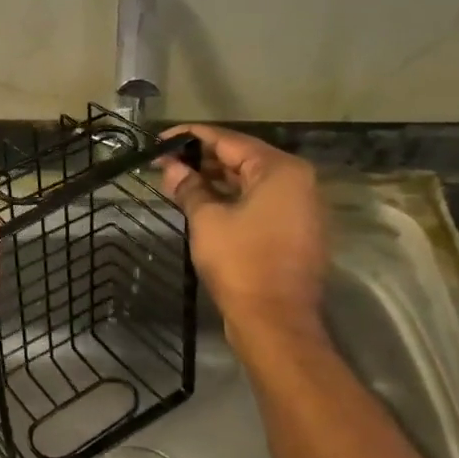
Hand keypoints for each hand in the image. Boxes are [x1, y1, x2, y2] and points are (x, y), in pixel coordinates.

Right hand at [158, 124, 328, 343]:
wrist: (275, 321)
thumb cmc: (241, 262)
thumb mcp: (207, 219)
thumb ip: (189, 187)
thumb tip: (171, 168)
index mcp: (280, 170)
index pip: (228, 140)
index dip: (190, 137)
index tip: (159, 139)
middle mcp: (297, 181)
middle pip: (242, 157)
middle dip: (201, 158)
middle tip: (164, 162)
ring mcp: (299, 207)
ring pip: (250, 180)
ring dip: (214, 178)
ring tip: (176, 179)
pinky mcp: (294, 229)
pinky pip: (259, 201)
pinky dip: (231, 197)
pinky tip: (201, 200)